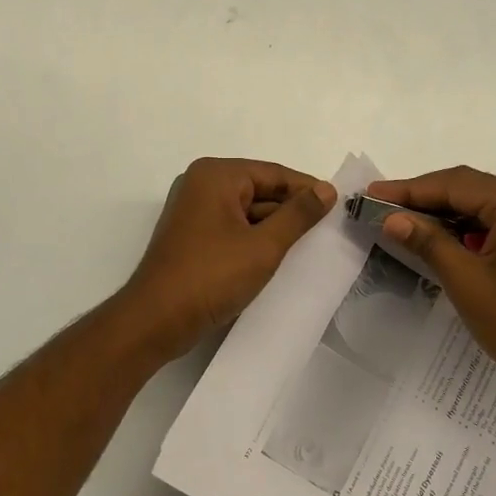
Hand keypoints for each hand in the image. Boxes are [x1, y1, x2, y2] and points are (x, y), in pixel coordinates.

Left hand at [120, 158, 336, 360]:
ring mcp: (193, 212)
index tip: (340, 206)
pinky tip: (279, 258)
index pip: (274, 174)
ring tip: (310, 247)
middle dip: (291, 211)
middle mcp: (201, 185)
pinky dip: (255, 240)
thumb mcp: (263, 246)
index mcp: (216, 175)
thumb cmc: (211, 277)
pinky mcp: (191, 237)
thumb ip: (298, 215)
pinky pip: (232, 229)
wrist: (155, 321)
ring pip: (247, 212)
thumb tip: (326, 190)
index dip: (308, 189)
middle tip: (329, 230)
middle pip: (260, 190)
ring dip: (274, 229)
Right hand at [367, 166, 495, 392]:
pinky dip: (462, 224)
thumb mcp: (465, 280)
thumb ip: (428, 242)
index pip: (454, 185)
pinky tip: (438, 236)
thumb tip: (393, 218)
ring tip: (403, 218)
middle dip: (424, 194)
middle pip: (467, 186)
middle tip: (383, 203)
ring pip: (479, 202)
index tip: (373, 192)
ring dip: (442, 209)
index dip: (410, 189)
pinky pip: (492, 219)